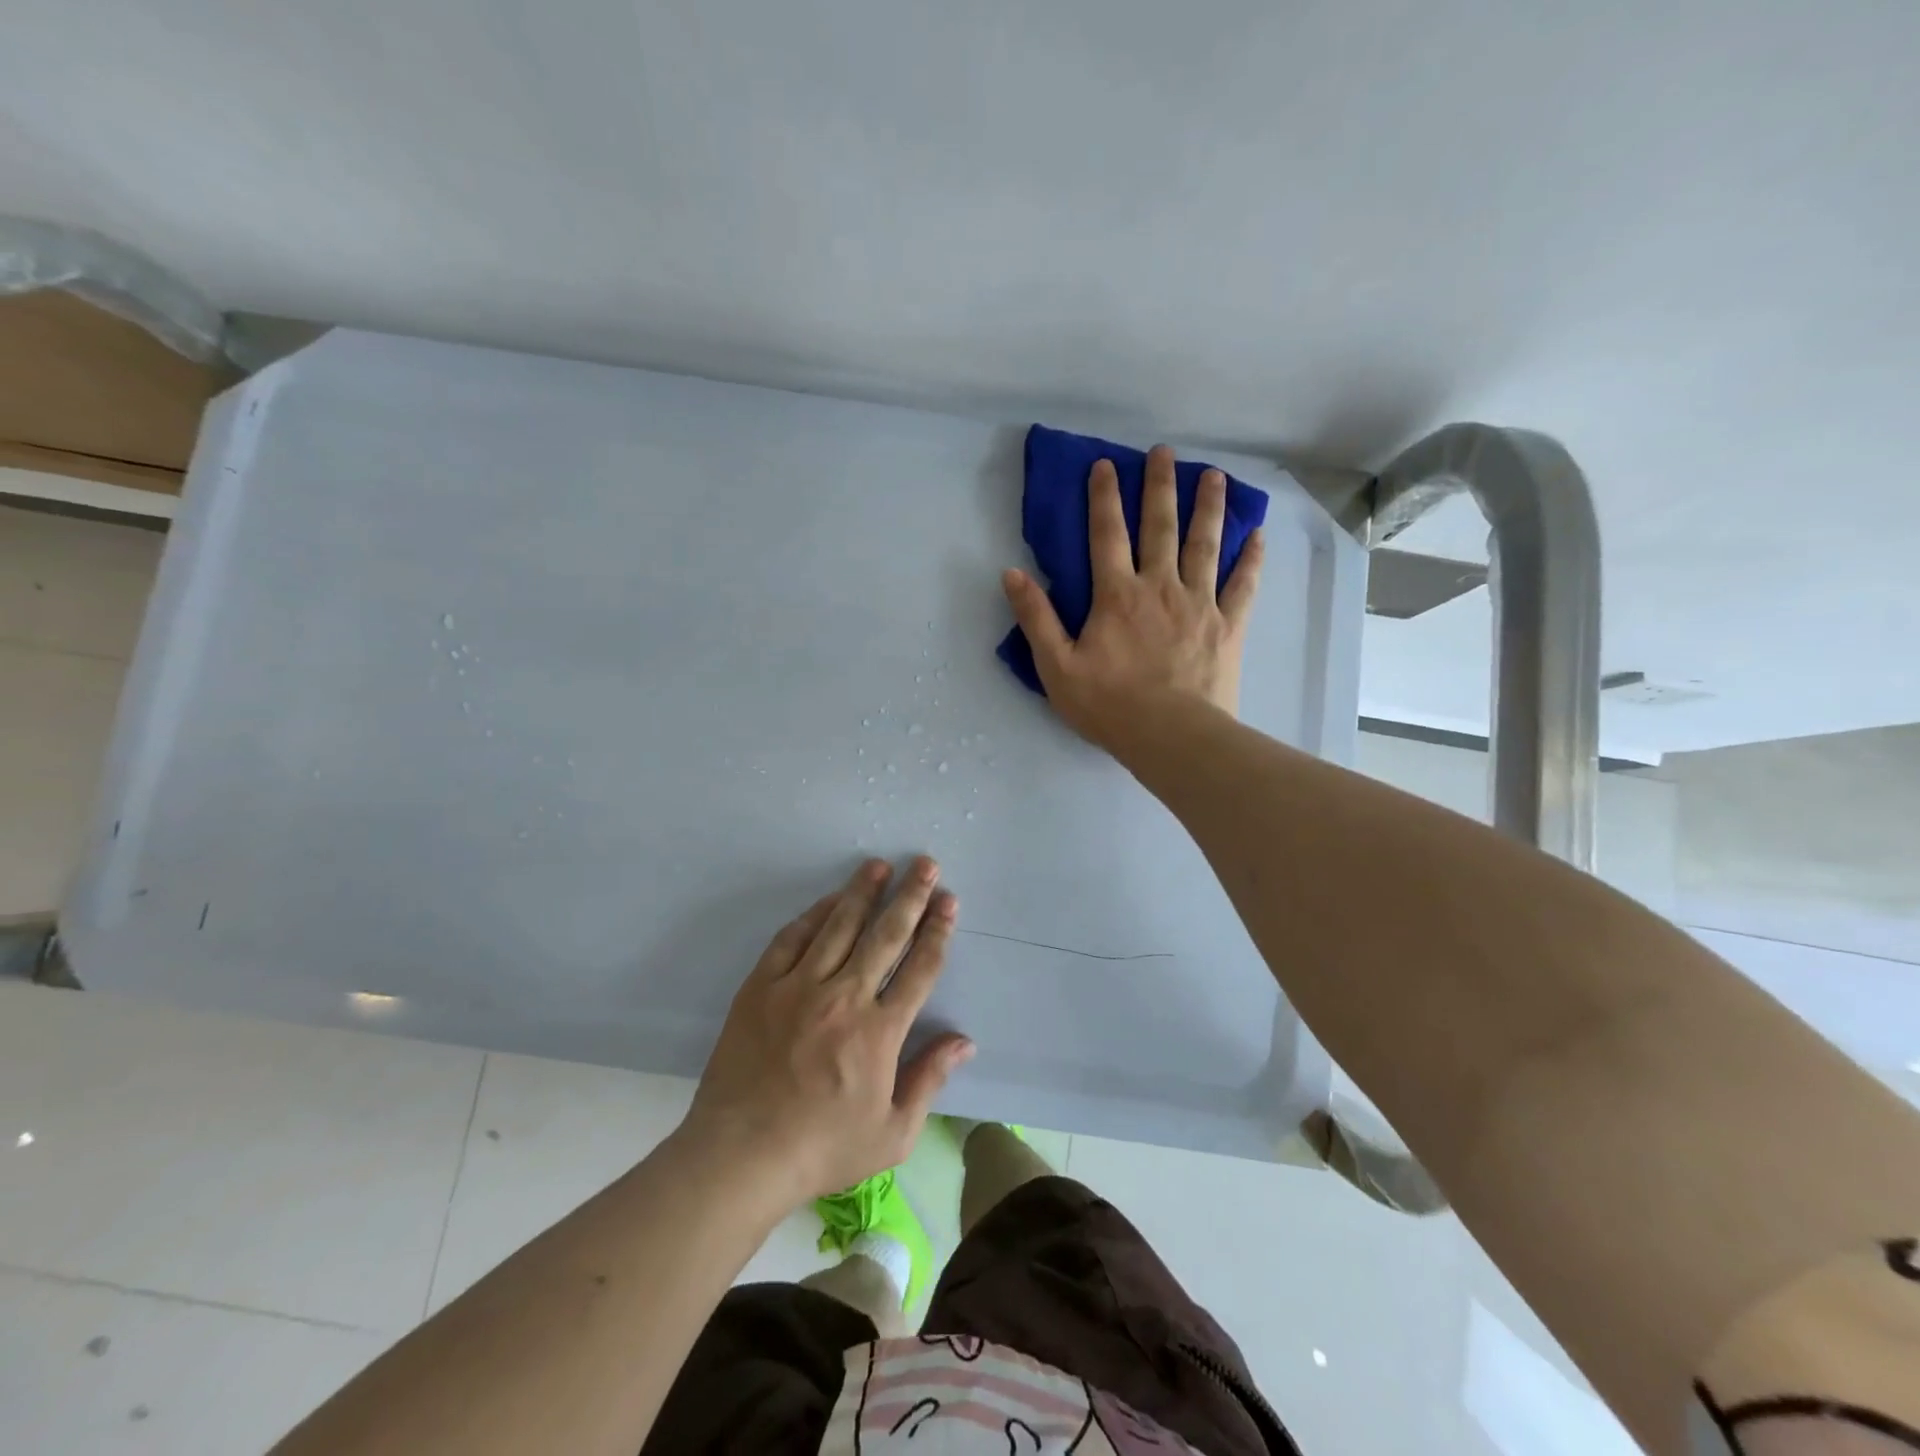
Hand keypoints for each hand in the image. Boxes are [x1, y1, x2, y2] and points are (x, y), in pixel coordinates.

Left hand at [682, 857, 972, 1201]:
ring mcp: (799, 988)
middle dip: (910, 896)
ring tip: (881, 865)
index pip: (919, 968)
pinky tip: (829, 900)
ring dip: (863, 892)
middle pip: (885, 935)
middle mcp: (844, 998)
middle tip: (926, 865)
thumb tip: (964, 1041)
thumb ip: (929, 1079)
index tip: (948, 901)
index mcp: (880, 1032)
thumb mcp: (892, 1133)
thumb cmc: (822, 1149)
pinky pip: (792, 939)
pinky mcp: (761, 987)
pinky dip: (814, 915)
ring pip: (839, 926)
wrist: (741, 1156)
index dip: (937, 931)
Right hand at [1002, 444, 1263, 747]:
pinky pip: (1243, 585)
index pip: (1106, 535)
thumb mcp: (1056, 666)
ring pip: (1205, 545)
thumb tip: (1012, 573)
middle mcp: (1160, 587)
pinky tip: (1258, 535)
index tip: (1105, 465)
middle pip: (1160, 527)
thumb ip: (1035, 617)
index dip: (1103, 497)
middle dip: (1160, 487)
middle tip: (1164, 452)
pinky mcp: (1228, 626)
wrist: (1170, 736)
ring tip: (1214, 476)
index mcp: (1117, 595)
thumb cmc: (1109, 705)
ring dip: (1208, 508)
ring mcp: (1200, 604)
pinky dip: (1250, 559)